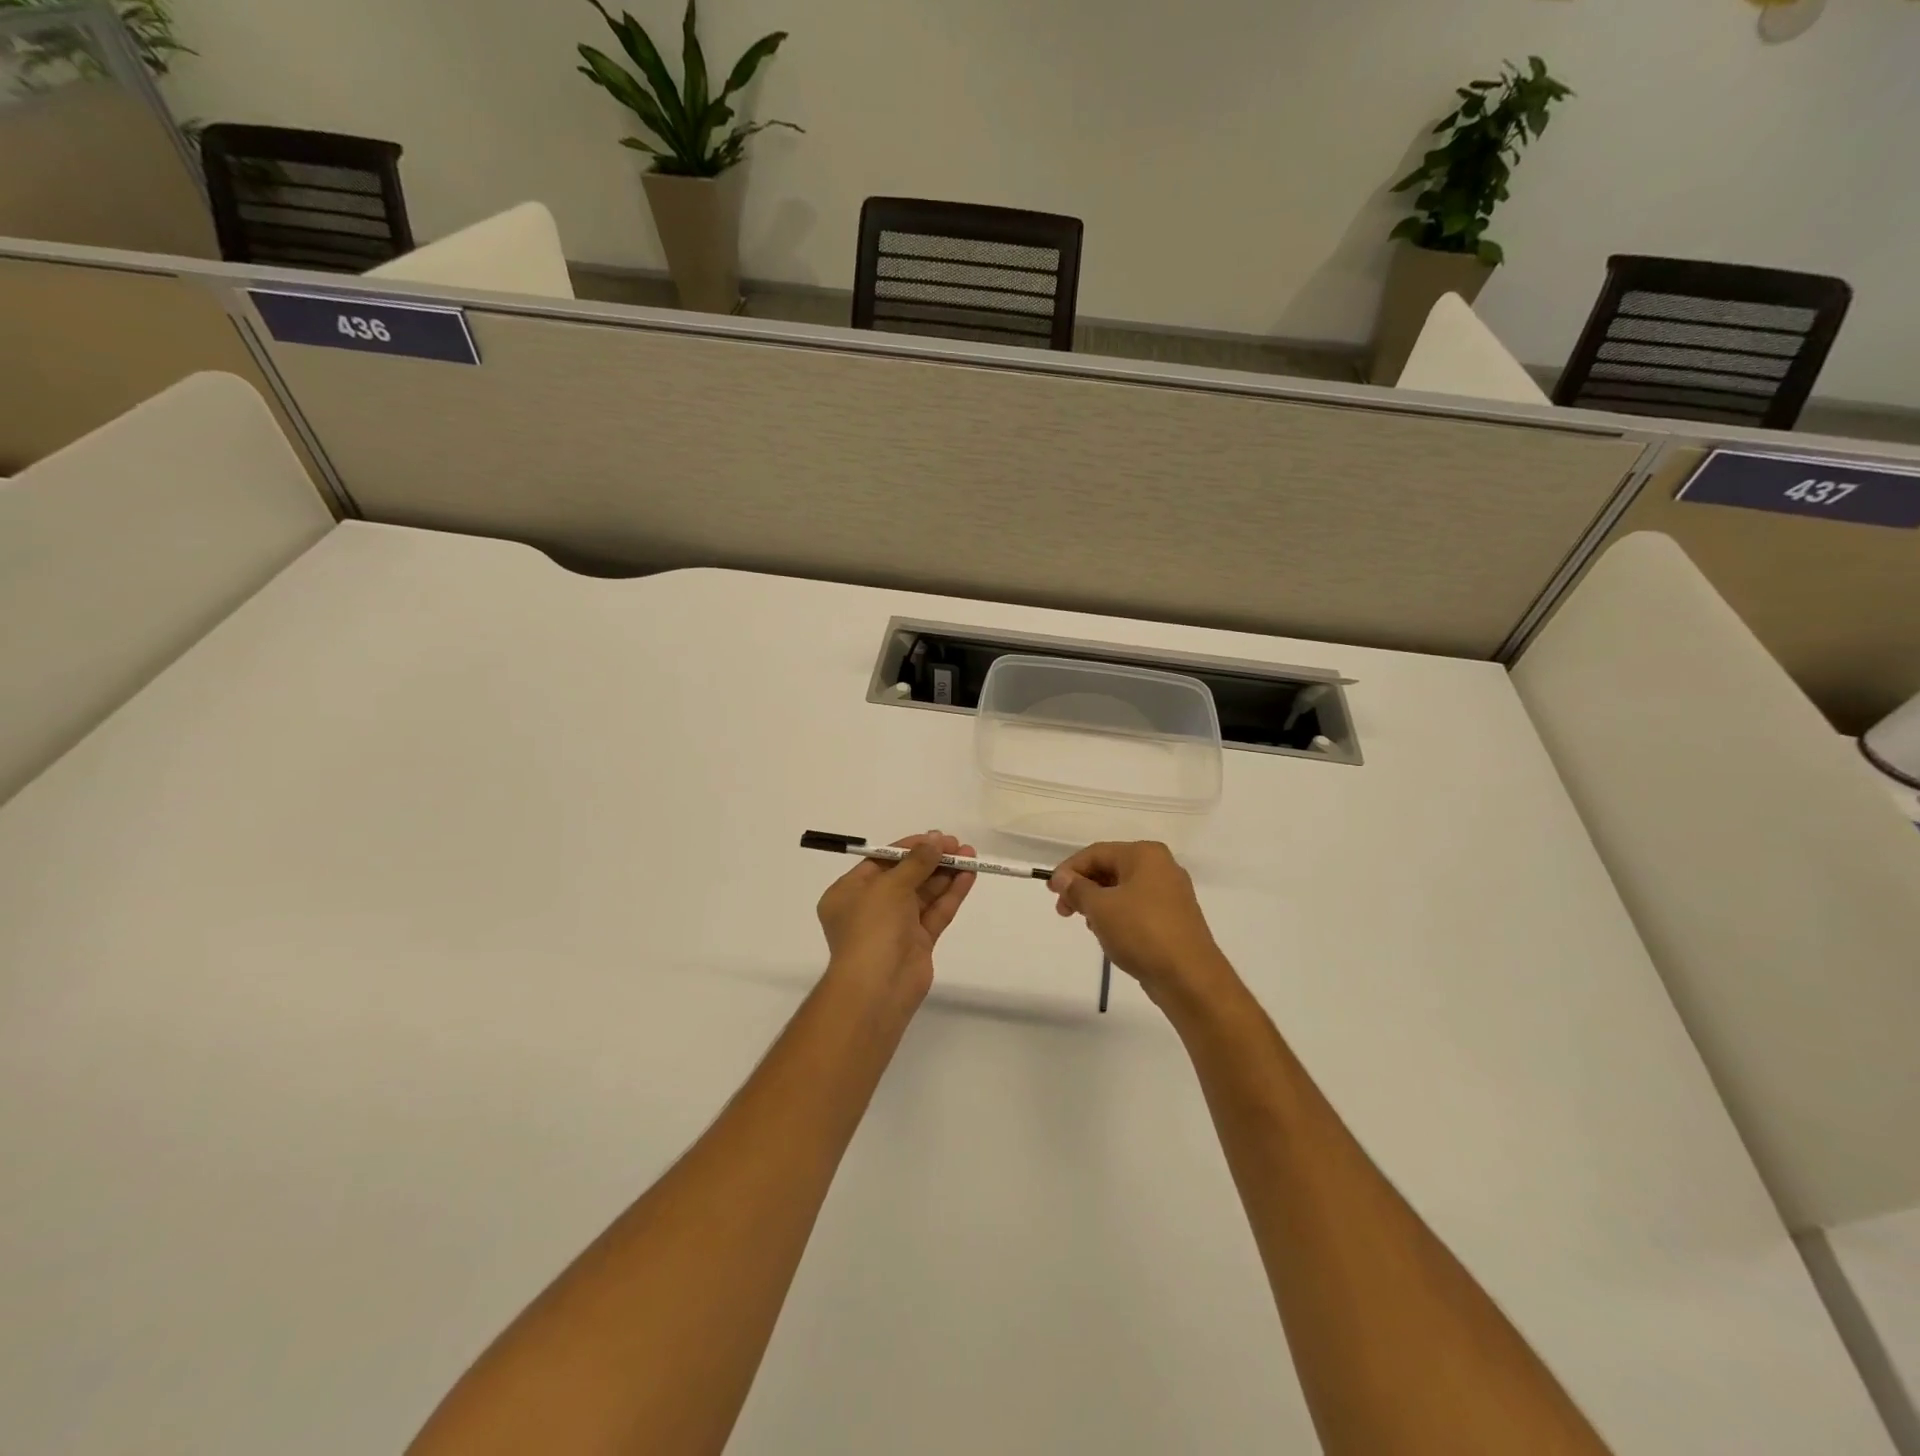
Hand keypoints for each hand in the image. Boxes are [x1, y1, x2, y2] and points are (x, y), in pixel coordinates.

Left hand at [816, 833, 976, 1007]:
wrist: (878, 988)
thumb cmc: (872, 928)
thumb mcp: (890, 886)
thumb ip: (916, 862)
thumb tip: (934, 840)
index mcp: (849, 893)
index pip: (881, 862)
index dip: (908, 847)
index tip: (935, 837)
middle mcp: (870, 908)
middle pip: (905, 876)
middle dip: (931, 860)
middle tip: (958, 845)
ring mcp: (895, 927)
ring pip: (924, 894)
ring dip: (945, 874)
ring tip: (970, 855)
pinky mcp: (918, 943)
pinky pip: (935, 913)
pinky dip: (951, 894)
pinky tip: (969, 876)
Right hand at [1049, 842, 1234, 1009]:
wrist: (1189, 977)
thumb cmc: (1141, 932)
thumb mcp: (1100, 908)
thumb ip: (1077, 889)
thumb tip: (1063, 878)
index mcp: (1145, 855)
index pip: (1096, 853)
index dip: (1069, 870)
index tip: (1051, 892)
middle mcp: (1161, 867)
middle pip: (1110, 869)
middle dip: (1083, 888)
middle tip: (1063, 911)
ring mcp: (1171, 893)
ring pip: (1123, 890)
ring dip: (1099, 903)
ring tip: (1088, 925)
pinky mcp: (1174, 918)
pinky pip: (1137, 907)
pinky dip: (1118, 916)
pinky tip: (1109, 935)